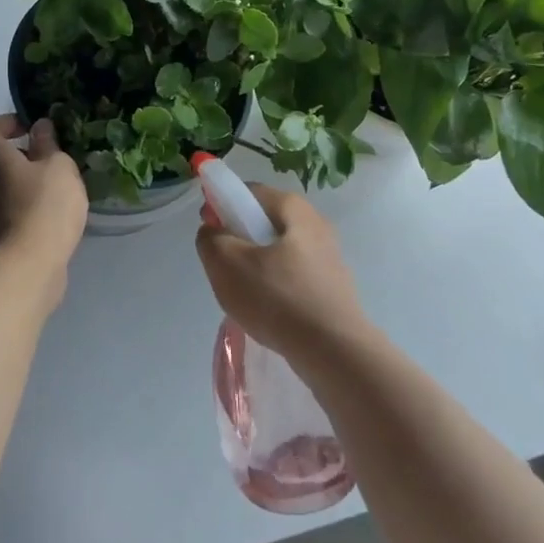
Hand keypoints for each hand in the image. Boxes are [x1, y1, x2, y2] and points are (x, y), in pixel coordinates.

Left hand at [0, 114, 86, 280]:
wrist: (28, 269)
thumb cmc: (44, 207)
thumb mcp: (58, 167)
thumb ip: (48, 144)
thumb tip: (39, 128)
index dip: (5, 121)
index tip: (31, 131)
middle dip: (27, 157)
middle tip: (57, 164)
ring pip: (7, 186)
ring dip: (32, 185)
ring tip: (63, 194)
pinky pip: (13, 211)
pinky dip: (31, 210)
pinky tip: (56, 220)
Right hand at [195, 184, 368, 362]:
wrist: (334, 351)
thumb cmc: (277, 298)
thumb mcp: (226, 264)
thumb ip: (211, 239)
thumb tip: (214, 231)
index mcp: (293, 207)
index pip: (248, 191)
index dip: (221, 205)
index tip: (209, 232)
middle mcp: (316, 223)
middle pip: (265, 221)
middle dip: (240, 238)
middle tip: (224, 266)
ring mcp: (329, 255)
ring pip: (279, 250)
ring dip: (257, 265)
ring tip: (246, 294)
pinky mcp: (334, 285)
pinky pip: (294, 275)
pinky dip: (277, 286)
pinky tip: (270, 311)